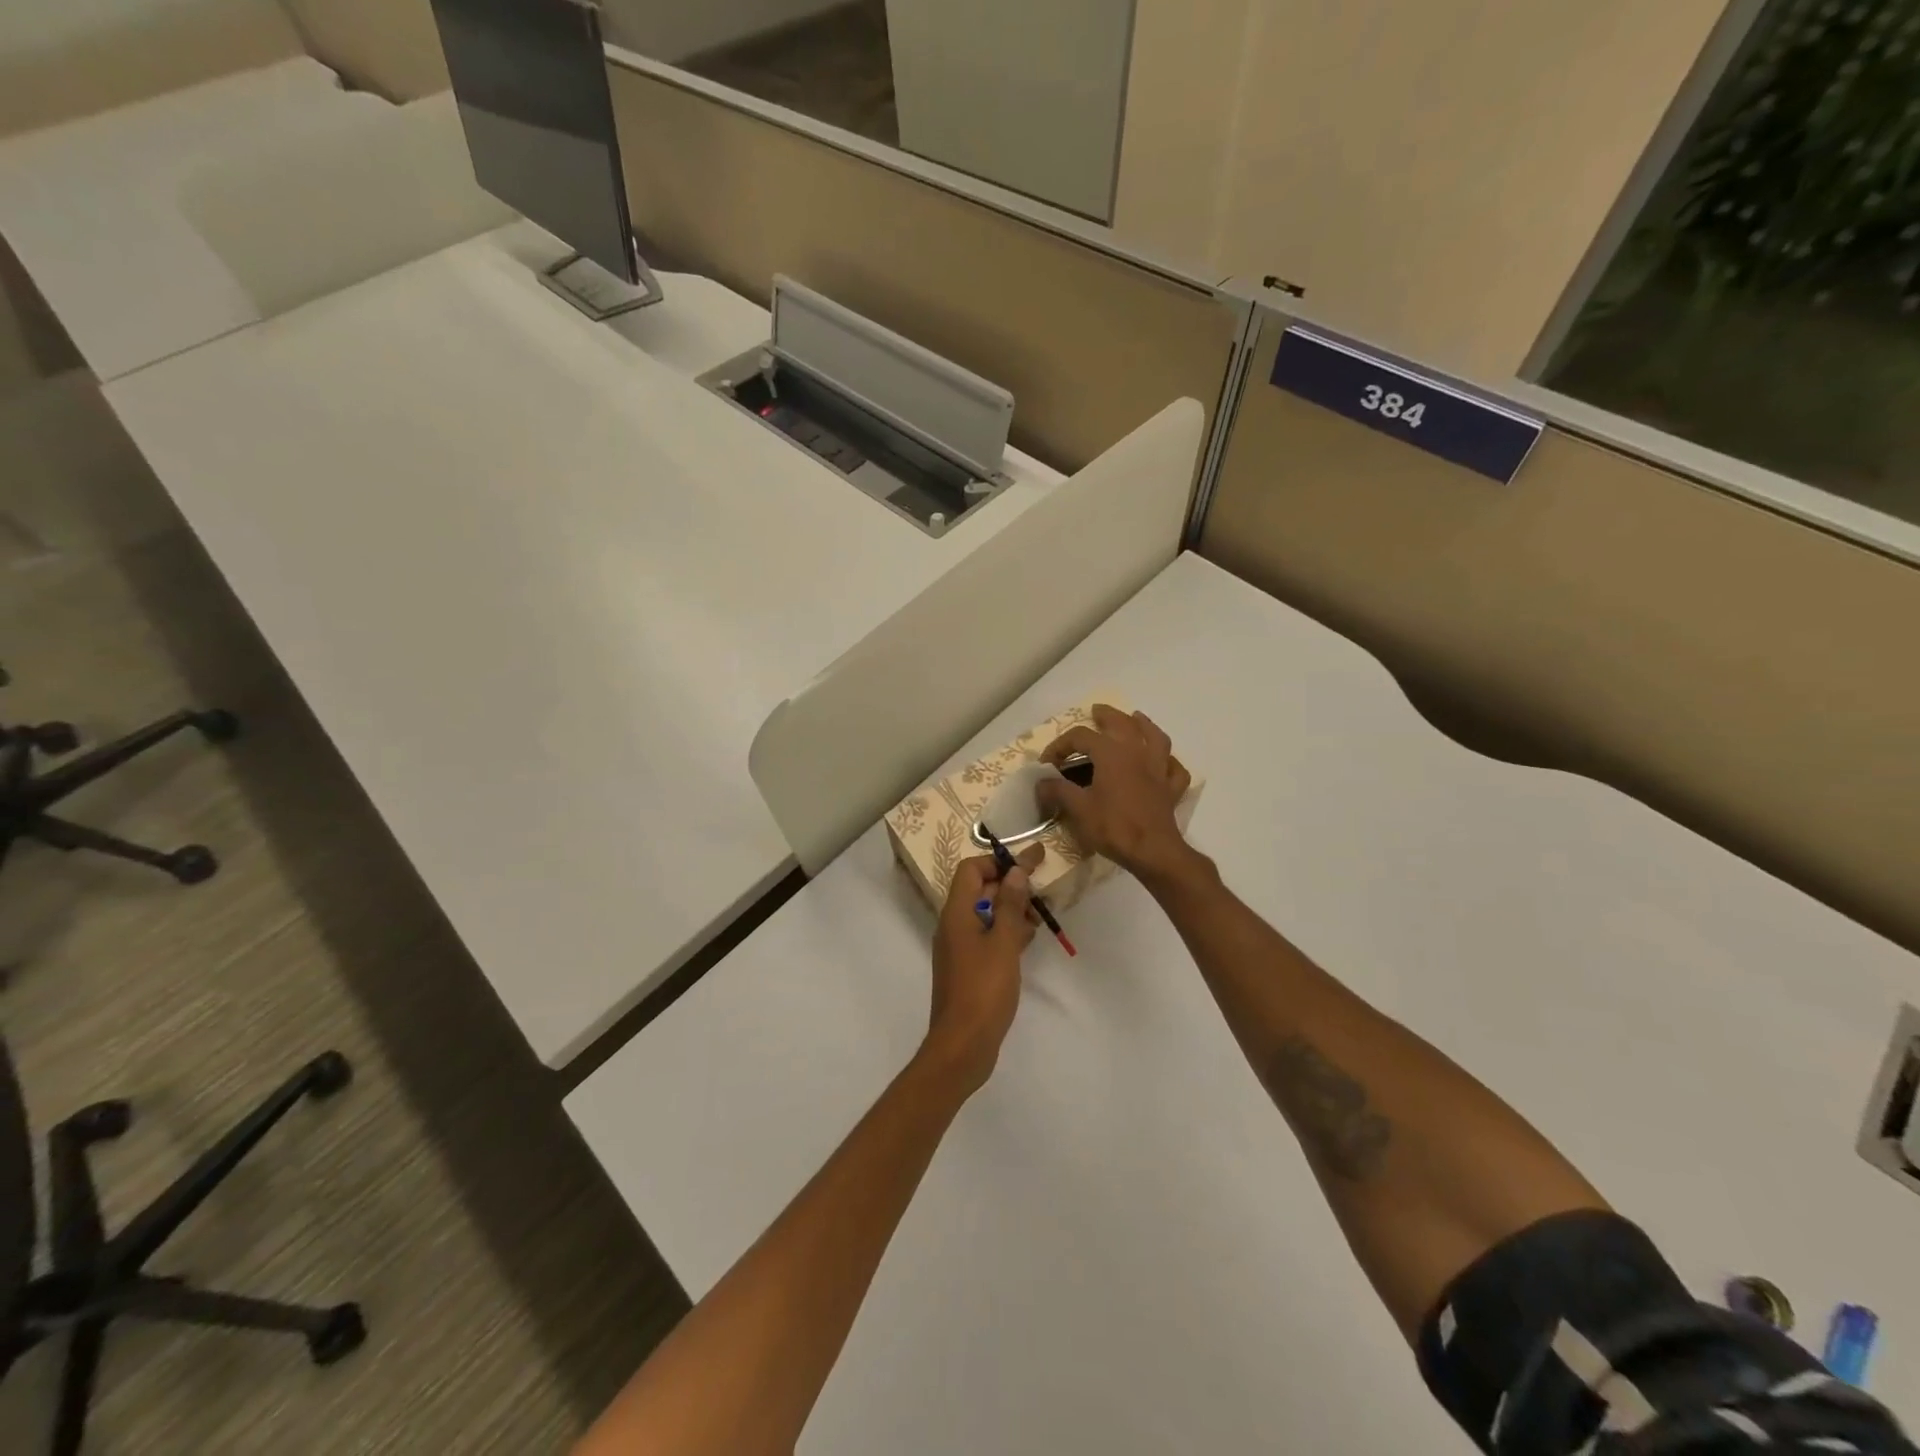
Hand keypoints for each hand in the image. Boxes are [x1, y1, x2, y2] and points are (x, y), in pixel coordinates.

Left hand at [923, 846, 1044, 1091]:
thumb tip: (1016, 871)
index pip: (971, 869)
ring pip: (985, 915)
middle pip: (979, 890)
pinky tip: (1028, 939)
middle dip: (1009, 885)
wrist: (962, 1045)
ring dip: (1010, 909)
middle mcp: (953, 925)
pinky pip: (987, 938)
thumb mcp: (1003, 943)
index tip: (1029, 864)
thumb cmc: (983, 989)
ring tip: (1040, 914)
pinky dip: (1006, 932)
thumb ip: (1009, 905)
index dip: (998, 862)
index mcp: (956, 913)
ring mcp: (959, 948)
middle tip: (1041, 887)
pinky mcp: (968, 968)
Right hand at [1037, 705, 1193, 881]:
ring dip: (1144, 725)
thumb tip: (1041, 783)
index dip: (1060, 745)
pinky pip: (1174, 769)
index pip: (1081, 736)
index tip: (1047, 762)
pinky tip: (1163, 762)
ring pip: (1155, 737)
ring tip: (1137, 719)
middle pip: (1122, 723)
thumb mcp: (1078, 808)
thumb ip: (1058, 791)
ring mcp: (1158, 769)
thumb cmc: (1113, 826)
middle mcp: (1137, 753)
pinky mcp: (1171, 789)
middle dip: (1107, 715)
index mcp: (1111, 753)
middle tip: (1096, 711)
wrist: (1153, 851)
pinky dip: (1168, 762)